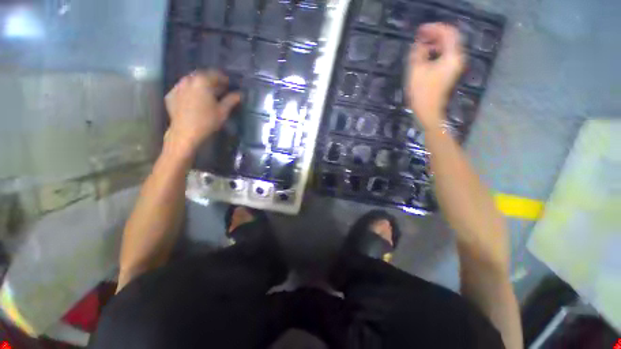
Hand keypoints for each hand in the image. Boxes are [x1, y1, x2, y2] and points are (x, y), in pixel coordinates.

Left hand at [164, 70, 240, 152]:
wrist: (185, 132)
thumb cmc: (207, 121)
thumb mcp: (223, 111)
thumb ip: (231, 100)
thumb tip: (240, 94)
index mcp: (202, 81)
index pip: (215, 74)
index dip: (223, 79)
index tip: (229, 84)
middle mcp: (188, 80)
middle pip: (202, 76)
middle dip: (211, 80)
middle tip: (219, 88)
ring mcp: (177, 87)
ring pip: (191, 81)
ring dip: (200, 84)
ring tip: (206, 93)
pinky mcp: (171, 95)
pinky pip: (182, 88)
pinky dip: (189, 90)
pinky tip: (194, 99)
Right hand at [407, 23, 464, 129]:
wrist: (428, 112)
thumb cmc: (422, 93)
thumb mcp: (416, 70)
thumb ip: (418, 52)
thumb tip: (420, 43)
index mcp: (452, 56)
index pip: (448, 33)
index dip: (434, 28)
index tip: (420, 31)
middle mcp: (457, 59)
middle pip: (450, 38)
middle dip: (435, 34)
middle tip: (420, 36)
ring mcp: (454, 67)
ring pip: (447, 47)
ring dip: (435, 43)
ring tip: (421, 45)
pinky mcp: (449, 73)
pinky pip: (445, 56)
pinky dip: (436, 52)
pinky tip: (426, 56)